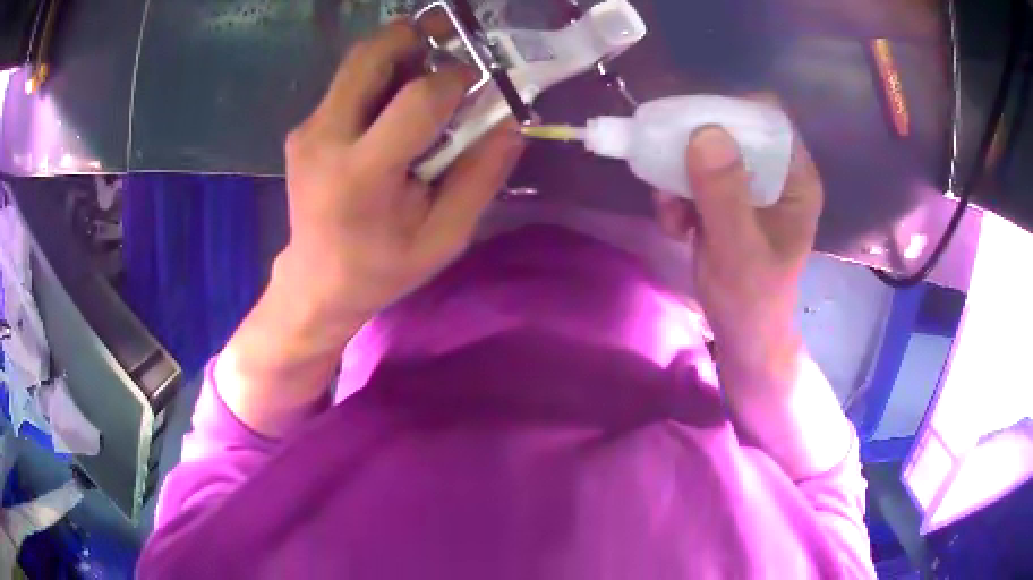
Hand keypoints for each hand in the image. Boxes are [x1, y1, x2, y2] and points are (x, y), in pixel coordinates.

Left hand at [219, 21, 522, 436]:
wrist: (317, 281)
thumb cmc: (383, 267)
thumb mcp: (444, 237)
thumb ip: (480, 177)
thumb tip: (511, 122)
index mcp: (362, 176)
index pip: (418, 99)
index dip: (457, 79)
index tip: (479, 82)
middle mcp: (325, 139)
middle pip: (372, 55)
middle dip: (418, 35)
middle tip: (453, 39)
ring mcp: (307, 130)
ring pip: (357, 61)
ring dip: (399, 51)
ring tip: (431, 68)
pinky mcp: (302, 129)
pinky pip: (347, 83)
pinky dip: (380, 76)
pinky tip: (398, 102)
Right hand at [654, 112, 821, 380]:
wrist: (741, 335)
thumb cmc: (752, 300)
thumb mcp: (739, 250)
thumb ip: (725, 195)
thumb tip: (705, 132)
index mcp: (795, 178)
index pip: (767, 117)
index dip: (729, 112)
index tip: (691, 130)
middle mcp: (774, 173)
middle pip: (730, 128)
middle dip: (693, 150)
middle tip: (670, 176)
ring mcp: (748, 185)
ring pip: (704, 152)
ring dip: (678, 176)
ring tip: (672, 214)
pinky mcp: (726, 199)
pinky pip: (692, 176)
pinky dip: (675, 195)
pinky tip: (675, 226)